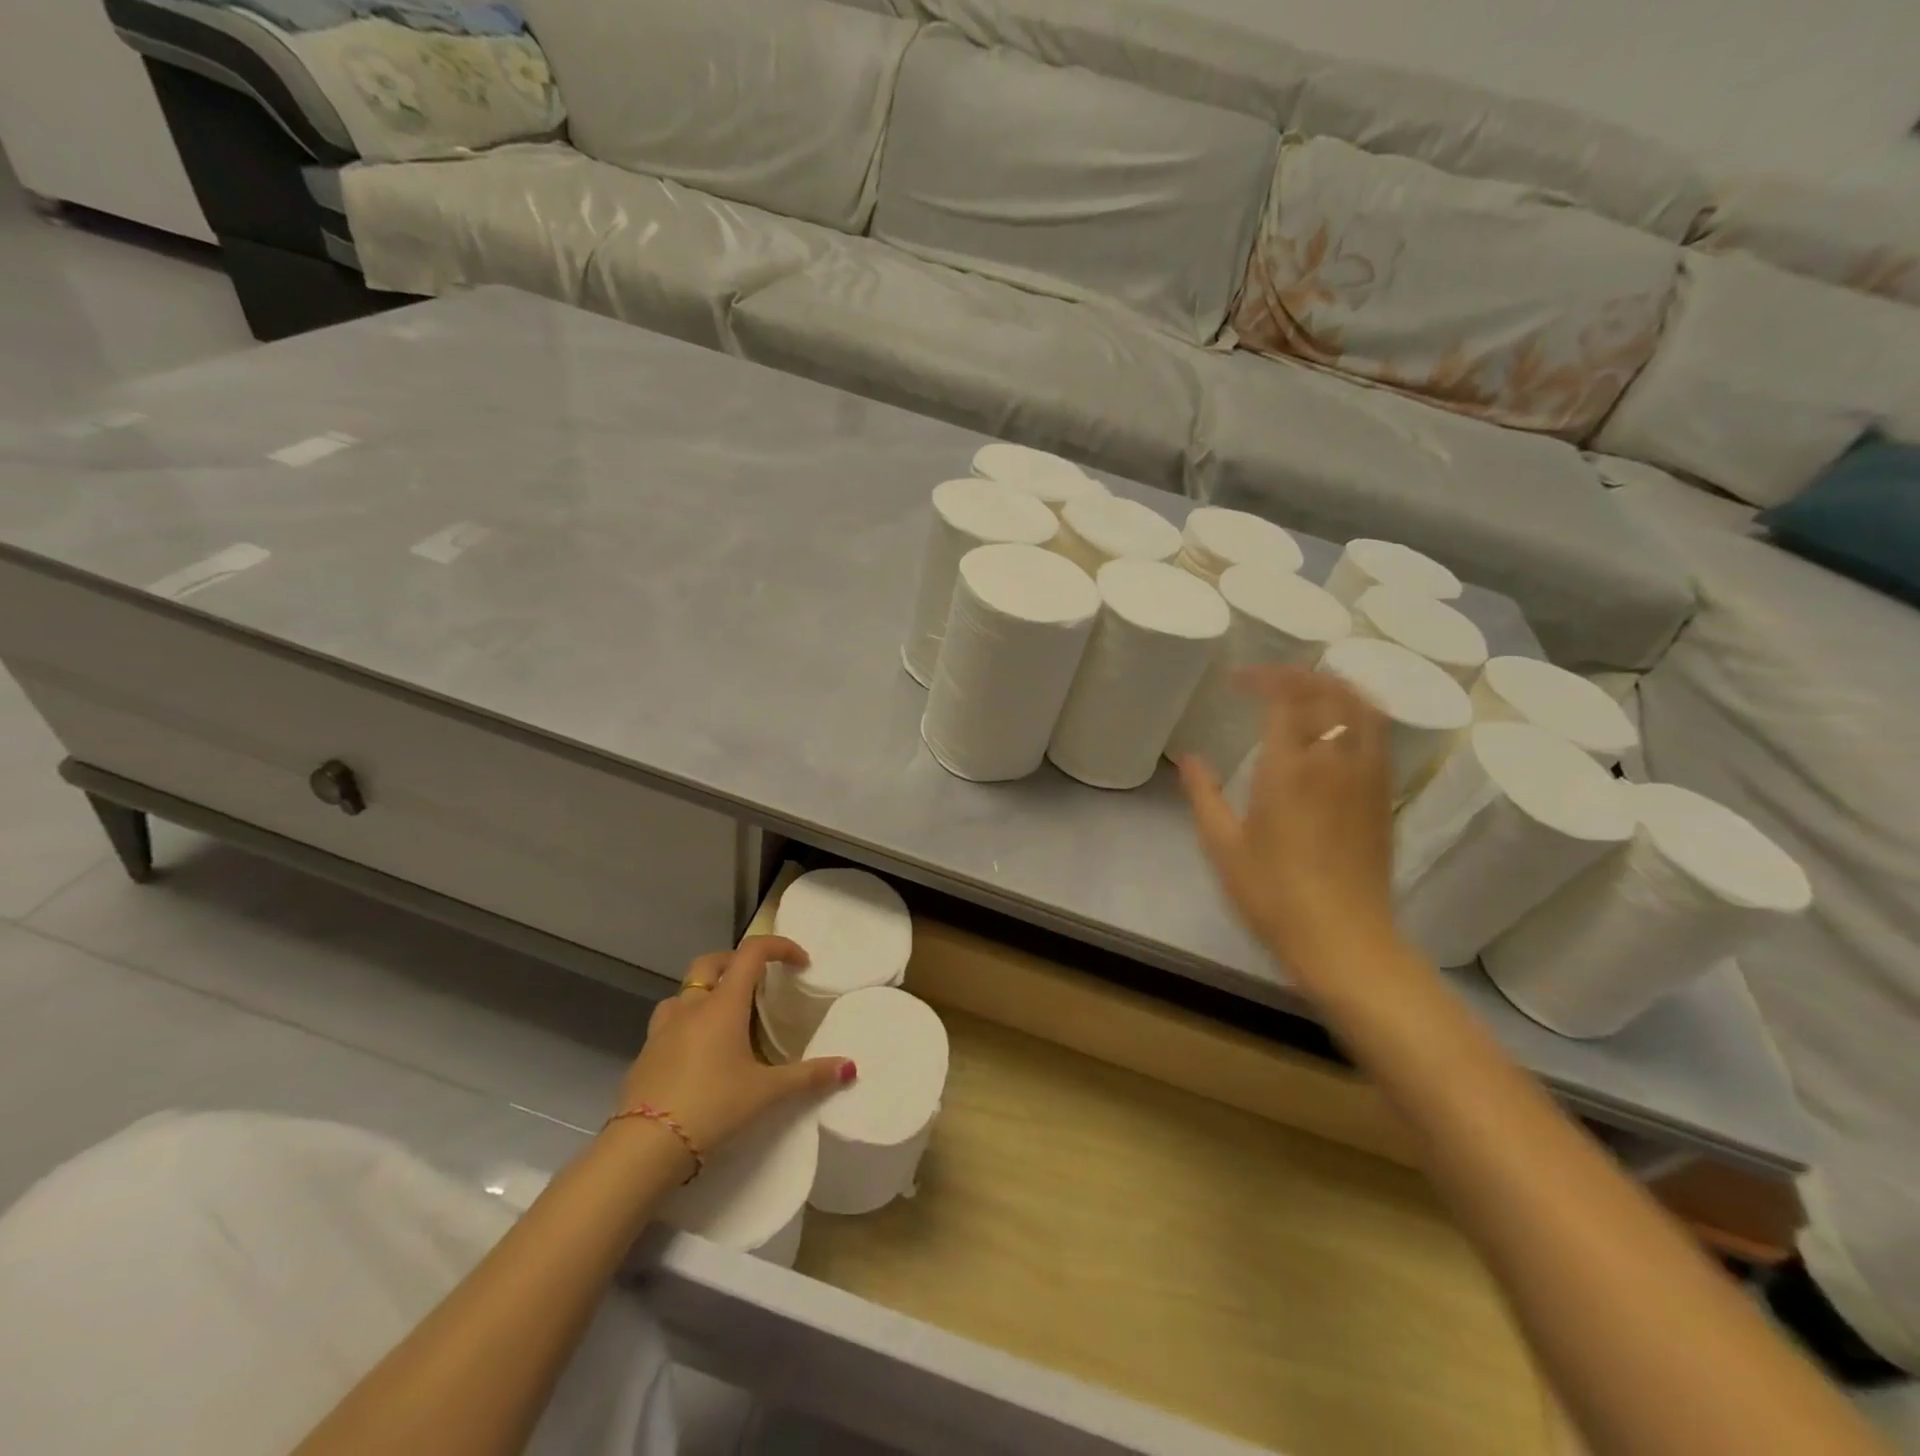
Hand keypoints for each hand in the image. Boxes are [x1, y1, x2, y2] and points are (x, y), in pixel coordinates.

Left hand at [612, 937, 854, 1169]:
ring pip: (685, 992)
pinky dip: (688, 1023)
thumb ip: (809, 1077)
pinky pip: (669, 1023)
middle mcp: (691, 1006)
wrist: (645, 1146)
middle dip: (738, 962)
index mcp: (723, 1005)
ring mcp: (662, 1029)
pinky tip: (698, 1053)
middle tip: (759, 984)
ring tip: (726, 1017)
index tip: (800, 963)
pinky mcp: (645, 1054)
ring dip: (707, 992)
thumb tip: (849, 1068)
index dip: (779, 947)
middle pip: (712, 962)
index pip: (752, 953)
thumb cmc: (713, 1107)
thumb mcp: (767, 1093)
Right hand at [1179, 665, 1398, 983]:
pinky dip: (1360, 713)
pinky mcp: (1384, 797)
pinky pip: (1379, 735)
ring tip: (1310, 688)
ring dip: (1336, 686)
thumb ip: (1204, 796)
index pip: (1284, 698)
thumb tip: (1190, 759)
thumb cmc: (1272, 895)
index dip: (1263, 678)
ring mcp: (1367, 777)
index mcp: (1288, 769)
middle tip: (1270, 678)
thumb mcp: (1223, 847)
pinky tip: (1342, 725)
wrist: (1344, 940)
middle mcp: (1334, 762)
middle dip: (1299, 674)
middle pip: (1329, 692)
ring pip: (1364, 708)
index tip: (1238, 679)